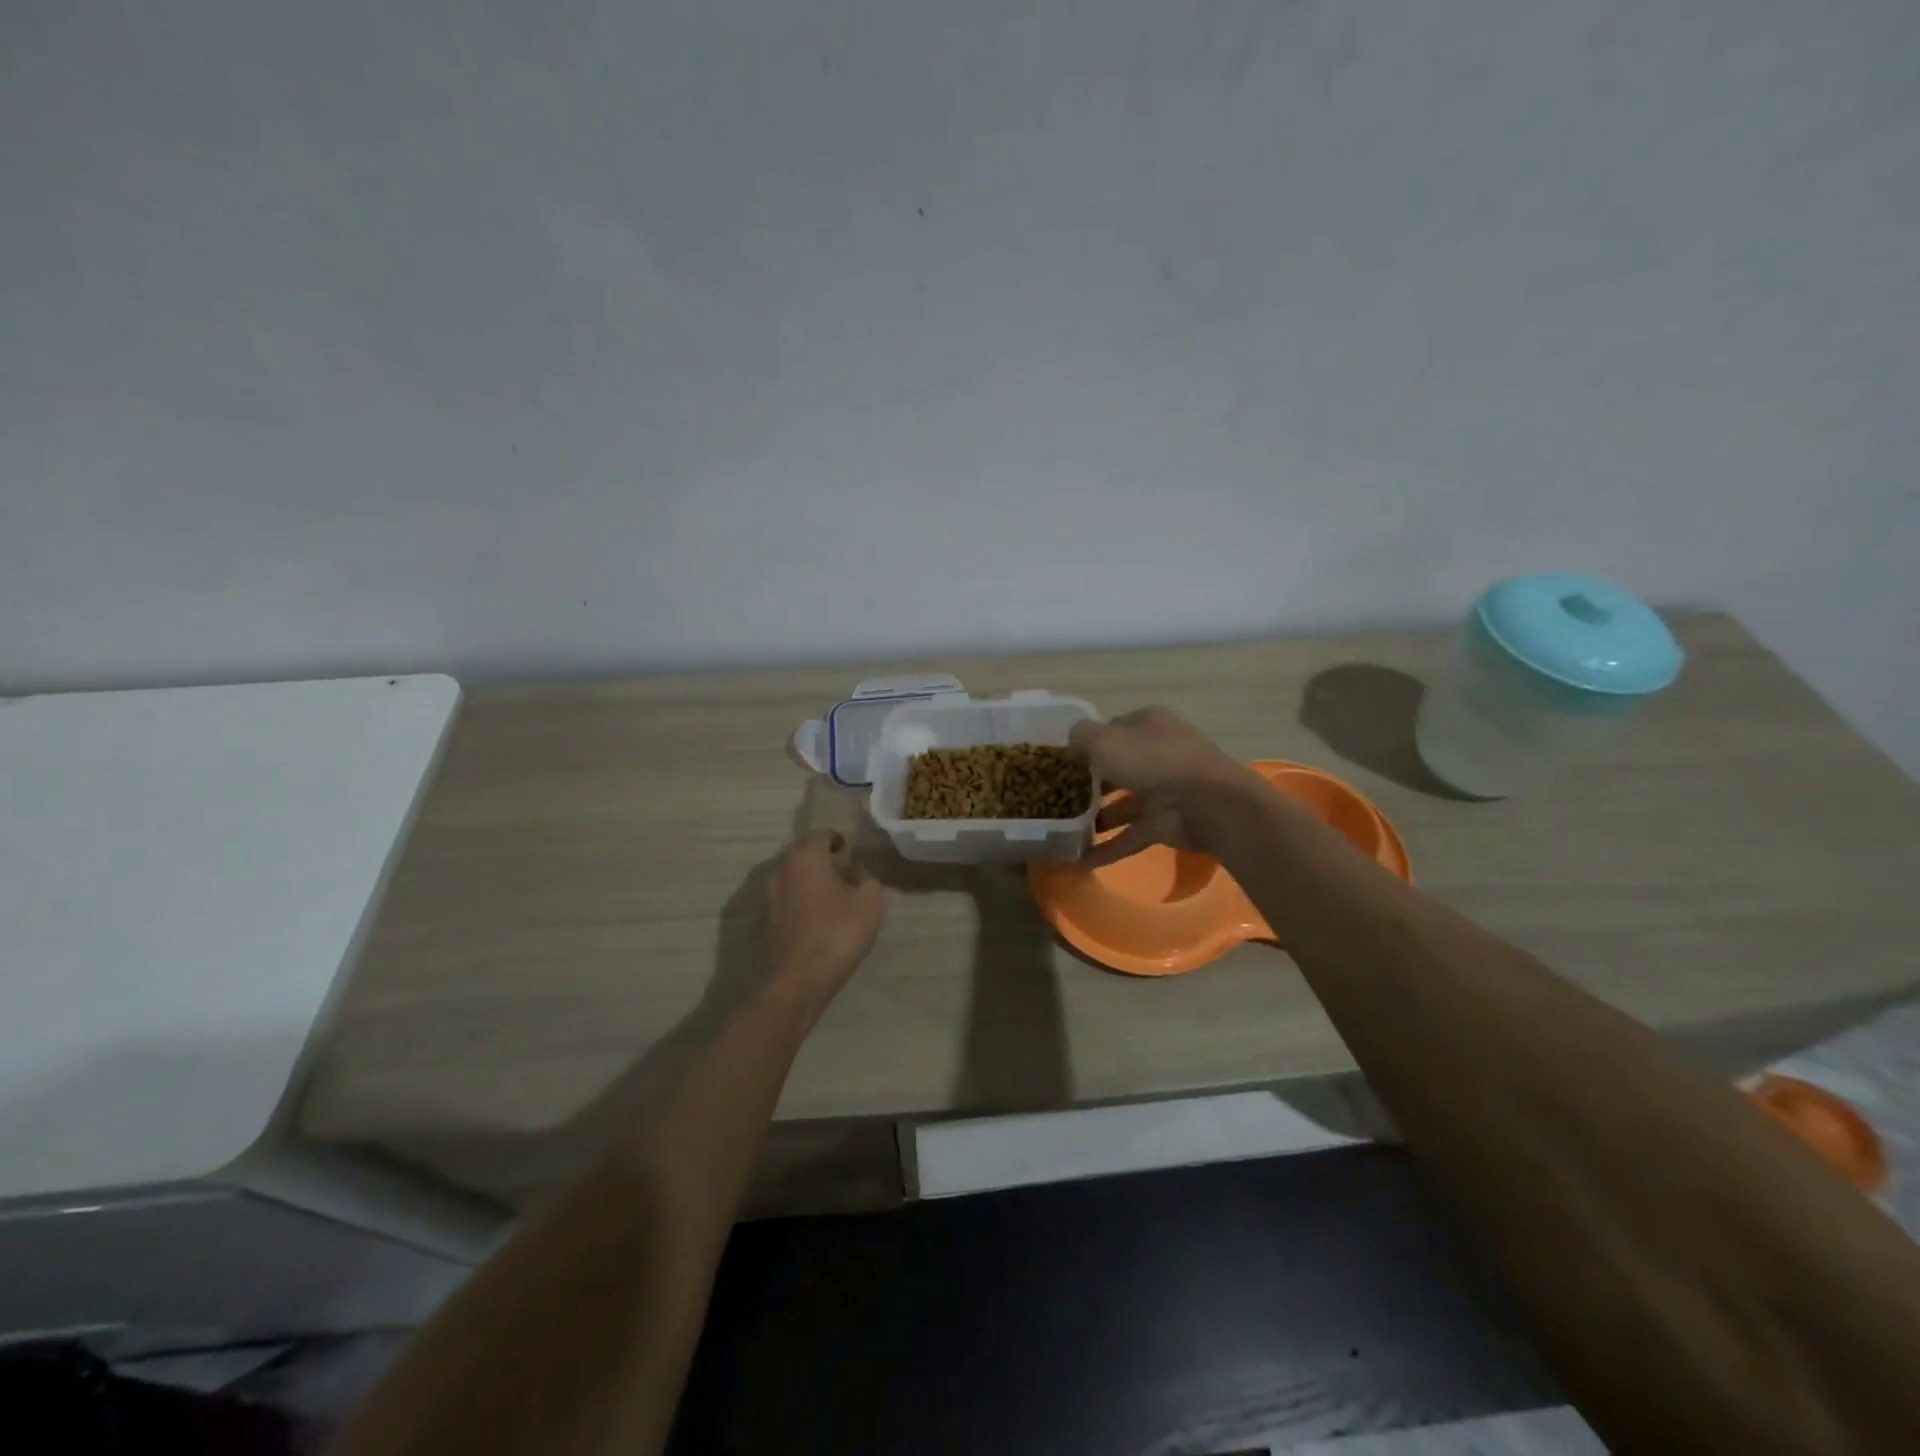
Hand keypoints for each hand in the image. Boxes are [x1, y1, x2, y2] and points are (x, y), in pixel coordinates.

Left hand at [764, 830, 885, 998]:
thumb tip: (857, 870)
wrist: (802, 978)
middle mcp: (781, 870)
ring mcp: (768, 896)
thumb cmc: (840, 931)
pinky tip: (815, 915)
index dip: (835, 839)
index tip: (847, 849)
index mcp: (806, 857)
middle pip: (802, 854)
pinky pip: (785, 899)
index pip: (820, 835)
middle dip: (820, 858)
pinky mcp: (764, 920)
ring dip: (808, 880)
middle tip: (841, 870)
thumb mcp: (870, 901)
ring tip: (829, 894)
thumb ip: (866, 877)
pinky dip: (799, 900)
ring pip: (791, 877)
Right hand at [1068, 707, 1262, 866]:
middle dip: (1089, 782)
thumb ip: (1080, 738)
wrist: (1206, 802)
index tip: (1060, 761)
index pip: (1111, 730)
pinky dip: (1107, 848)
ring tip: (1063, 830)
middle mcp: (1156, 754)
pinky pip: (1129, 836)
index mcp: (1147, 725)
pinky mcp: (1164, 824)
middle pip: (1116, 767)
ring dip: (1095, 817)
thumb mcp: (1105, 740)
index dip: (1086, 743)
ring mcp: (1162, 791)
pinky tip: (1079, 861)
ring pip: (1122, 803)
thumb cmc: (1152, 760)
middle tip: (1057, 796)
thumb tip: (1068, 746)